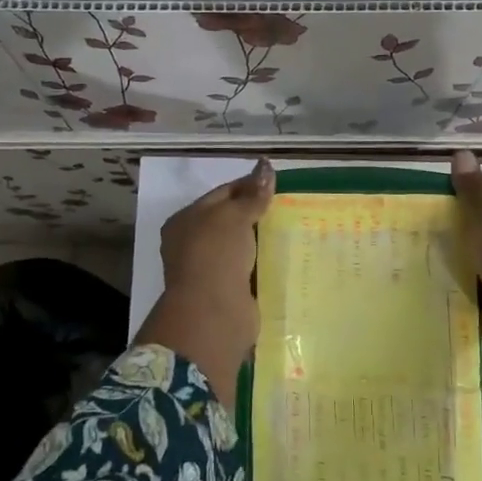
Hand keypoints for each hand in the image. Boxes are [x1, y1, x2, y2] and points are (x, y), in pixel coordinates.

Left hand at [135, 160, 274, 393]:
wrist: (213, 313)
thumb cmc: (215, 255)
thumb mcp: (233, 216)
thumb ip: (252, 194)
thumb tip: (266, 166)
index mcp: (186, 221)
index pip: (221, 194)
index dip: (248, 186)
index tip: (277, 185)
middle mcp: (193, 244)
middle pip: (231, 221)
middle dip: (258, 214)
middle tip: (291, 206)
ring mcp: (210, 270)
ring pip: (242, 247)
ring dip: (263, 240)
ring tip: (295, 229)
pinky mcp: (228, 292)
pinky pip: (250, 270)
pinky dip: (265, 264)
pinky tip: (288, 257)